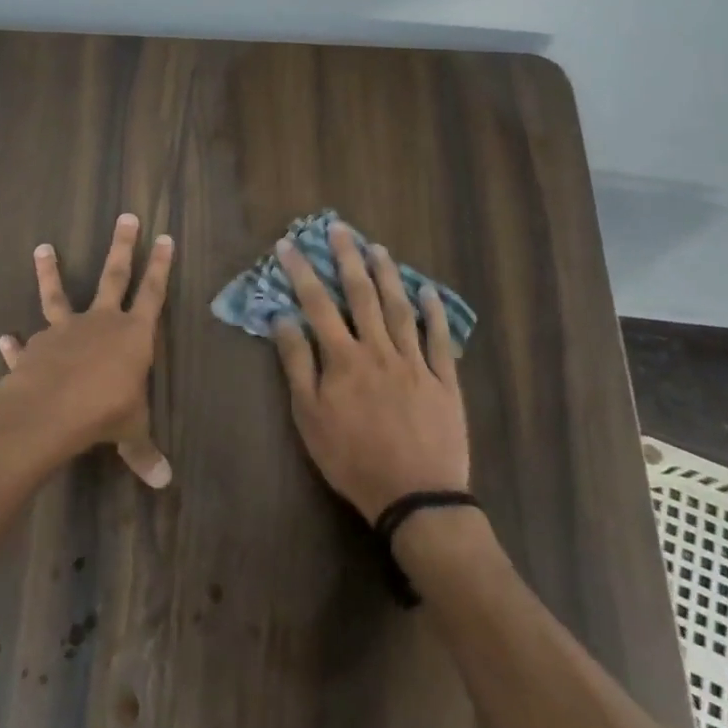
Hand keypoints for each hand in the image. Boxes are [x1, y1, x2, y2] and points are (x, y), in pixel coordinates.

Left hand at [0, 214, 174, 487]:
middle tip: (126, 216)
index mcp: (132, 334)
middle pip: (114, 276)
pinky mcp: (35, 347)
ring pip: (57, 294)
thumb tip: (164, 481)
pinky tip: (6, 339)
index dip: (160, 266)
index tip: (165, 237)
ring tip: (42, 247)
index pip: (153, 293)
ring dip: (50, 271)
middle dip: (122, 246)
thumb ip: (144, 451)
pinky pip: (25, 343)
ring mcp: (64, 330)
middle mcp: (100, 322)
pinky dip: (16, 344)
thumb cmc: (104, 412)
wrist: (49, 411)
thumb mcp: (132, 431)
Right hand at [271, 223, 469, 521]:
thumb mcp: (309, 417)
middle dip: (347, 258)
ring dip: (387, 275)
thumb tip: (283, 319)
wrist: (415, 498)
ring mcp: (415, 363)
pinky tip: (427, 292)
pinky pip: (439, 340)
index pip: (317, 304)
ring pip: (399, 308)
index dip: (301, 271)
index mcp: (344, 358)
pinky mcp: (444, 381)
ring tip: (377, 248)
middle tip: (339, 229)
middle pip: (362, 295)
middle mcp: (379, 350)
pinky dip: (434, 313)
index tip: (288, 244)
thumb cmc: (352, 459)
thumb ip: (297, 364)